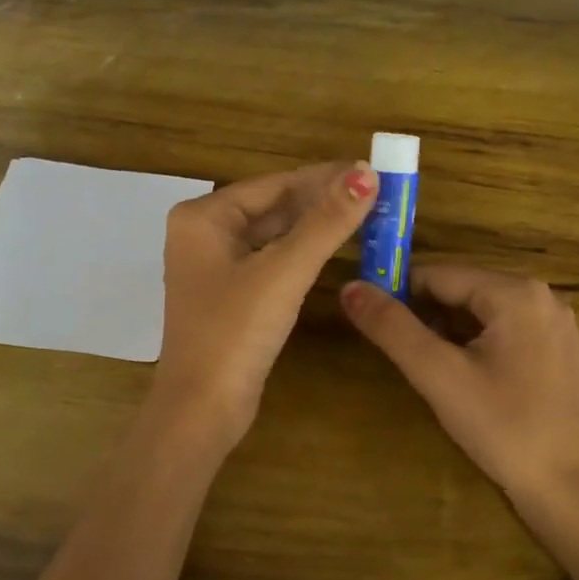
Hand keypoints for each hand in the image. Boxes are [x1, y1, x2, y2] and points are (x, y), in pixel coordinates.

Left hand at [152, 160, 378, 448]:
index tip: (371, 170)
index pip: (274, 184)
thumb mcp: (283, 272)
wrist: (202, 409)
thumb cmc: (234, 333)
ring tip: (365, 214)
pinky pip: (271, 261)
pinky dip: (302, 253)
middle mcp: (204, 234)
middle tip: (376, 193)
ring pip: (274, 234)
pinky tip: (333, 248)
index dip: (325, 177)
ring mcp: (215, 267)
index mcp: (203, 217)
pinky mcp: (230, 295)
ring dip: (315, 226)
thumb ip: (326, 222)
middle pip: (273, 206)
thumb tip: (366, 173)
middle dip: (322, 200)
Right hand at [341, 266, 578, 499]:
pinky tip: (462, 376)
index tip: (372, 323)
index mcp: (516, 292)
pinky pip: (502, 329)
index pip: (438, 275)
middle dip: (424, 315)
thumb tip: (349, 288)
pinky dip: (473, 343)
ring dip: (446, 331)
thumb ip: (392, 328)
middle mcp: (541, 295)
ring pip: (480, 311)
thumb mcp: (437, 374)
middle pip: (461, 290)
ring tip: (428, 369)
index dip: (398, 294)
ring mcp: (554, 322)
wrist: (566, 487)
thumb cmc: (501, 427)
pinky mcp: (557, 348)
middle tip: (400, 354)